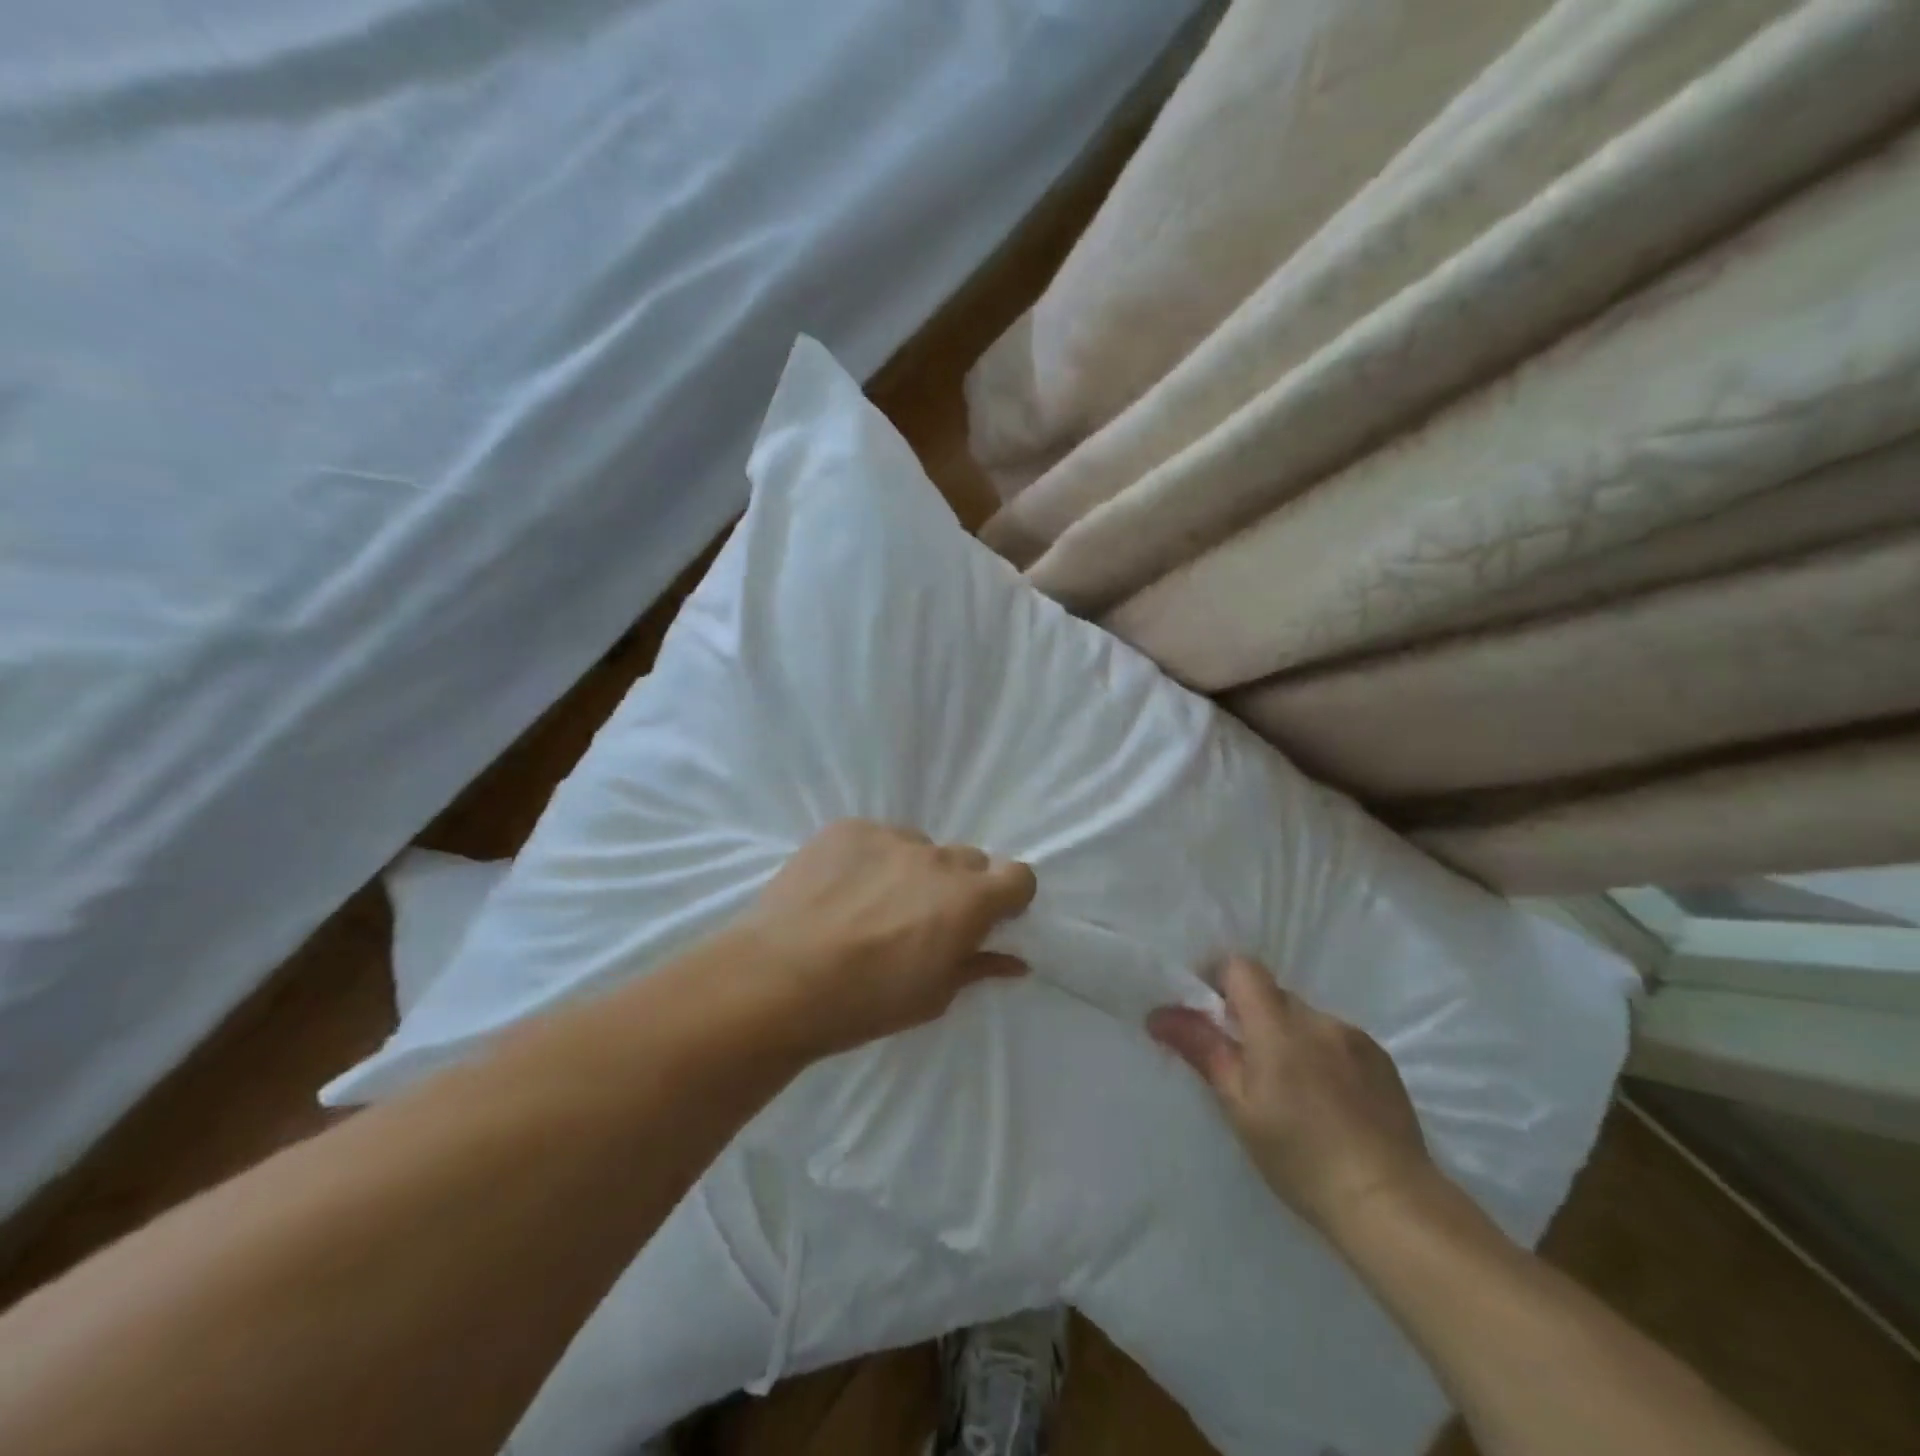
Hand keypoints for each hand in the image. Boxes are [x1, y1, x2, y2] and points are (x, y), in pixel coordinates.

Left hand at [737, 820, 1036, 1056]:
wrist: (777, 980)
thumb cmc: (864, 1002)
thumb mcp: (932, 997)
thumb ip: (977, 967)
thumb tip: (1014, 961)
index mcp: (968, 901)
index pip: (1019, 876)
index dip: (1008, 897)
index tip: (986, 919)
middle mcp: (937, 859)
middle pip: (968, 860)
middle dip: (958, 887)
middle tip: (922, 920)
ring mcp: (889, 837)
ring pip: (919, 847)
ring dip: (911, 871)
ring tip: (870, 905)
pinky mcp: (847, 828)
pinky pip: (875, 838)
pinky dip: (870, 859)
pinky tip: (839, 890)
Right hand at [1147, 956, 1435, 1239]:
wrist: (1391, 1203)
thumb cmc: (1301, 1157)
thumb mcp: (1240, 1106)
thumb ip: (1203, 1049)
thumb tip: (1159, 1014)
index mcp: (1279, 1026)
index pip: (1241, 967)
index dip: (1219, 979)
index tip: (1208, 1013)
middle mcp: (1318, 1020)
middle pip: (1272, 995)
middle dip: (1252, 1017)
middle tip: (1243, 1064)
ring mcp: (1355, 1038)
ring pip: (1304, 1019)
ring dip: (1288, 1038)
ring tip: (1289, 1089)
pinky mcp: (1382, 1061)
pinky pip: (1335, 1040)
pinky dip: (1320, 1055)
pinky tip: (1325, 1100)